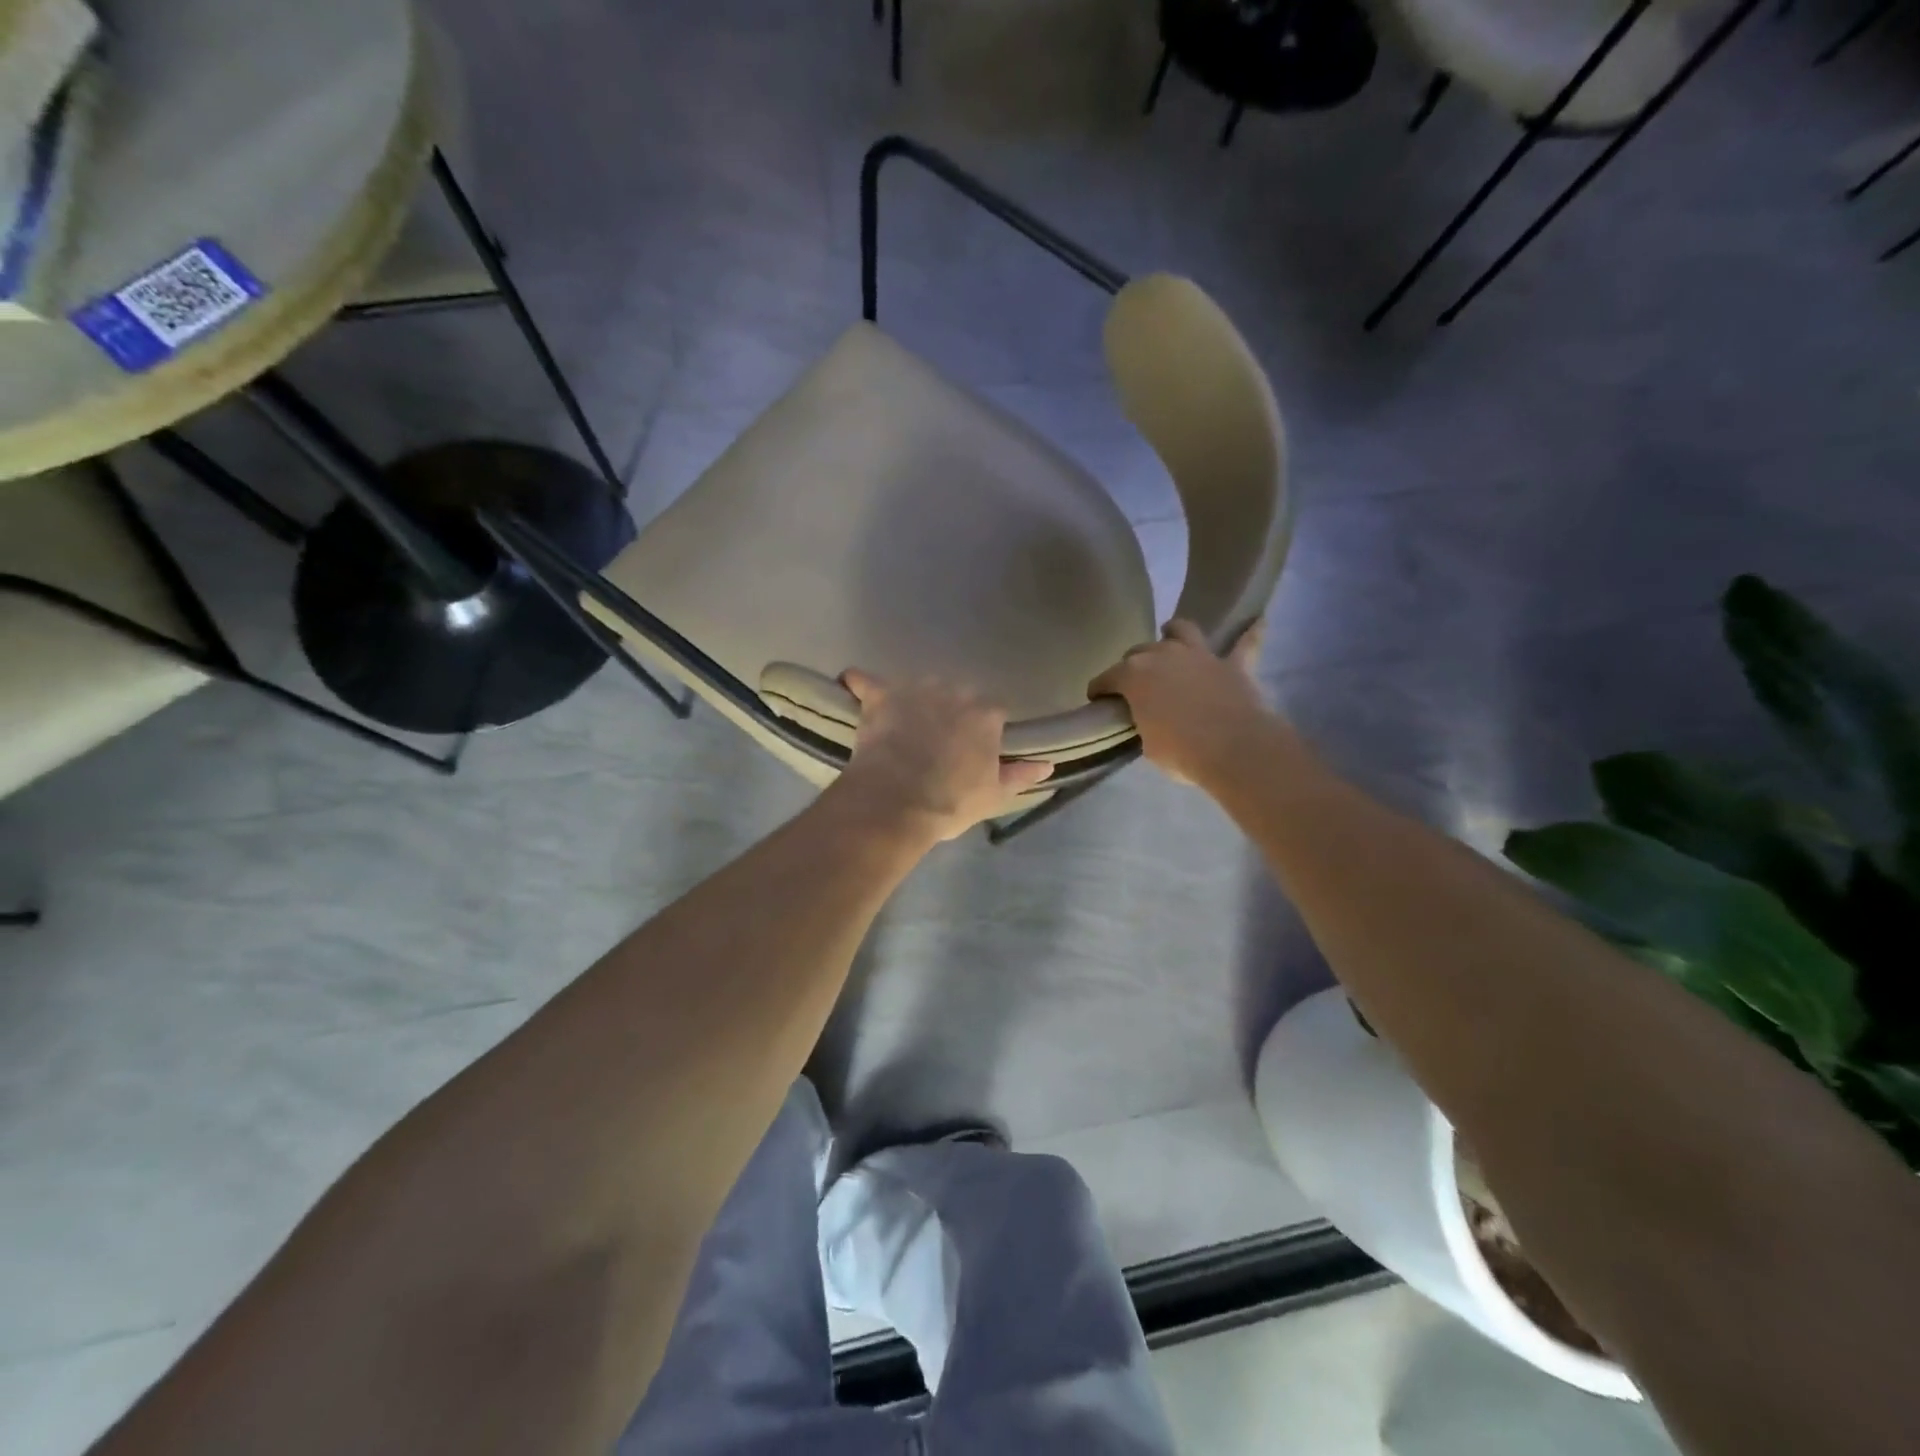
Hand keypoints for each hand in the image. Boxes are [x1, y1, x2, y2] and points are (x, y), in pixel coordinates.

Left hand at [830, 672, 1053, 841]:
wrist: (896, 802)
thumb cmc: (950, 802)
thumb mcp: (993, 795)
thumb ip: (1021, 775)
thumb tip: (1048, 764)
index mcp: (986, 714)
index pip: (993, 711)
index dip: (983, 730)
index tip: (974, 748)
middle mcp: (954, 691)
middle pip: (956, 694)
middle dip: (949, 711)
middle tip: (938, 740)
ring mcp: (915, 689)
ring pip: (918, 686)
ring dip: (914, 700)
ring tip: (903, 724)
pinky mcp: (880, 696)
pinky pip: (867, 682)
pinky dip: (861, 683)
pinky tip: (853, 683)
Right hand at [1089, 619, 1274, 786]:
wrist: (1234, 748)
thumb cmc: (1181, 752)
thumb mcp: (1147, 744)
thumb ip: (1143, 722)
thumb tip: (1149, 720)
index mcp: (1133, 675)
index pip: (1106, 678)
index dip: (1099, 691)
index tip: (1098, 701)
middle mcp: (1163, 655)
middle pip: (1139, 652)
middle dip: (1132, 665)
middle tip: (1134, 684)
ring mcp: (1199, 655)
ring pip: (1182, 630)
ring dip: (1174, 633)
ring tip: (1171, 637)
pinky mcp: (1233, 664)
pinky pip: (1245, 643)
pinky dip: (1250, 633)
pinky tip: (1258, 621)